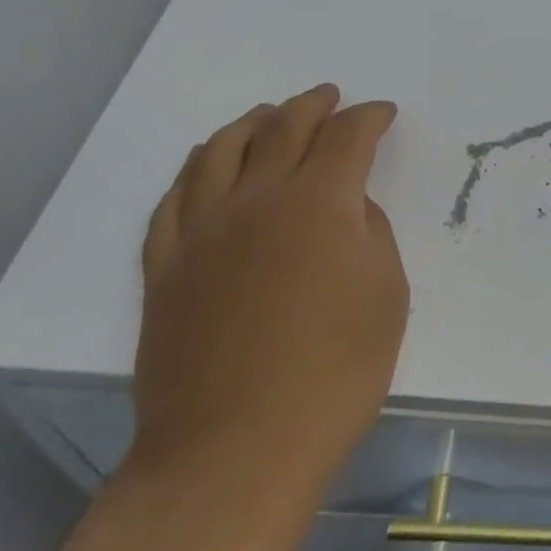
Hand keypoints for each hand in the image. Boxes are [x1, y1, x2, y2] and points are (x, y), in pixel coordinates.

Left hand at [129, 86, 407, 507]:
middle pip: (284, 128)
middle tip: (332, 98)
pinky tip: (208, 164)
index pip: (347, 136)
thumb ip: (369, 232)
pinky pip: (175, 197)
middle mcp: (256, 199)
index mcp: (319, 202)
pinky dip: (198, 168)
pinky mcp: (165, 266)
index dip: (370, 118)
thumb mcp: (385, 294)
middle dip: (314, 105)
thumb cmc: (335, 373)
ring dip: (252, 122)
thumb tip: (345, 207)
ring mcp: (201, 230)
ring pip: (221, 150)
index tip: (383, 114)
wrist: (234, 452)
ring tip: (268, 116)